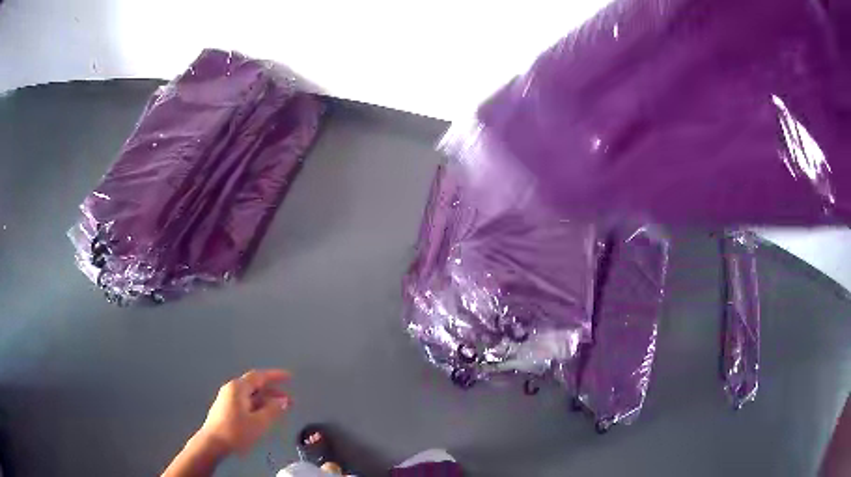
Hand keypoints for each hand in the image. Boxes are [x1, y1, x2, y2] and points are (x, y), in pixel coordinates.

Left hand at [198, 369, 291, 455]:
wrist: (213, 443)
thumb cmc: (236, 431)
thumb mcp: (259, 422)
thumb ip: (273, 410)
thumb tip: (283, 400)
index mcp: (238, 387)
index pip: (259, 376)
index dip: (275, 376)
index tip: (290, 377)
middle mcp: (232, 389)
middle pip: (255, 386)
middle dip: (273, 392)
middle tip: (290, 400)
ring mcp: (227, 399)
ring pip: (251, 395)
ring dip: (267, 401)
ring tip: (281, 409)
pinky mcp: (226, 409)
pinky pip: (246, 402)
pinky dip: (258, 406)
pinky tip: (265, 415)